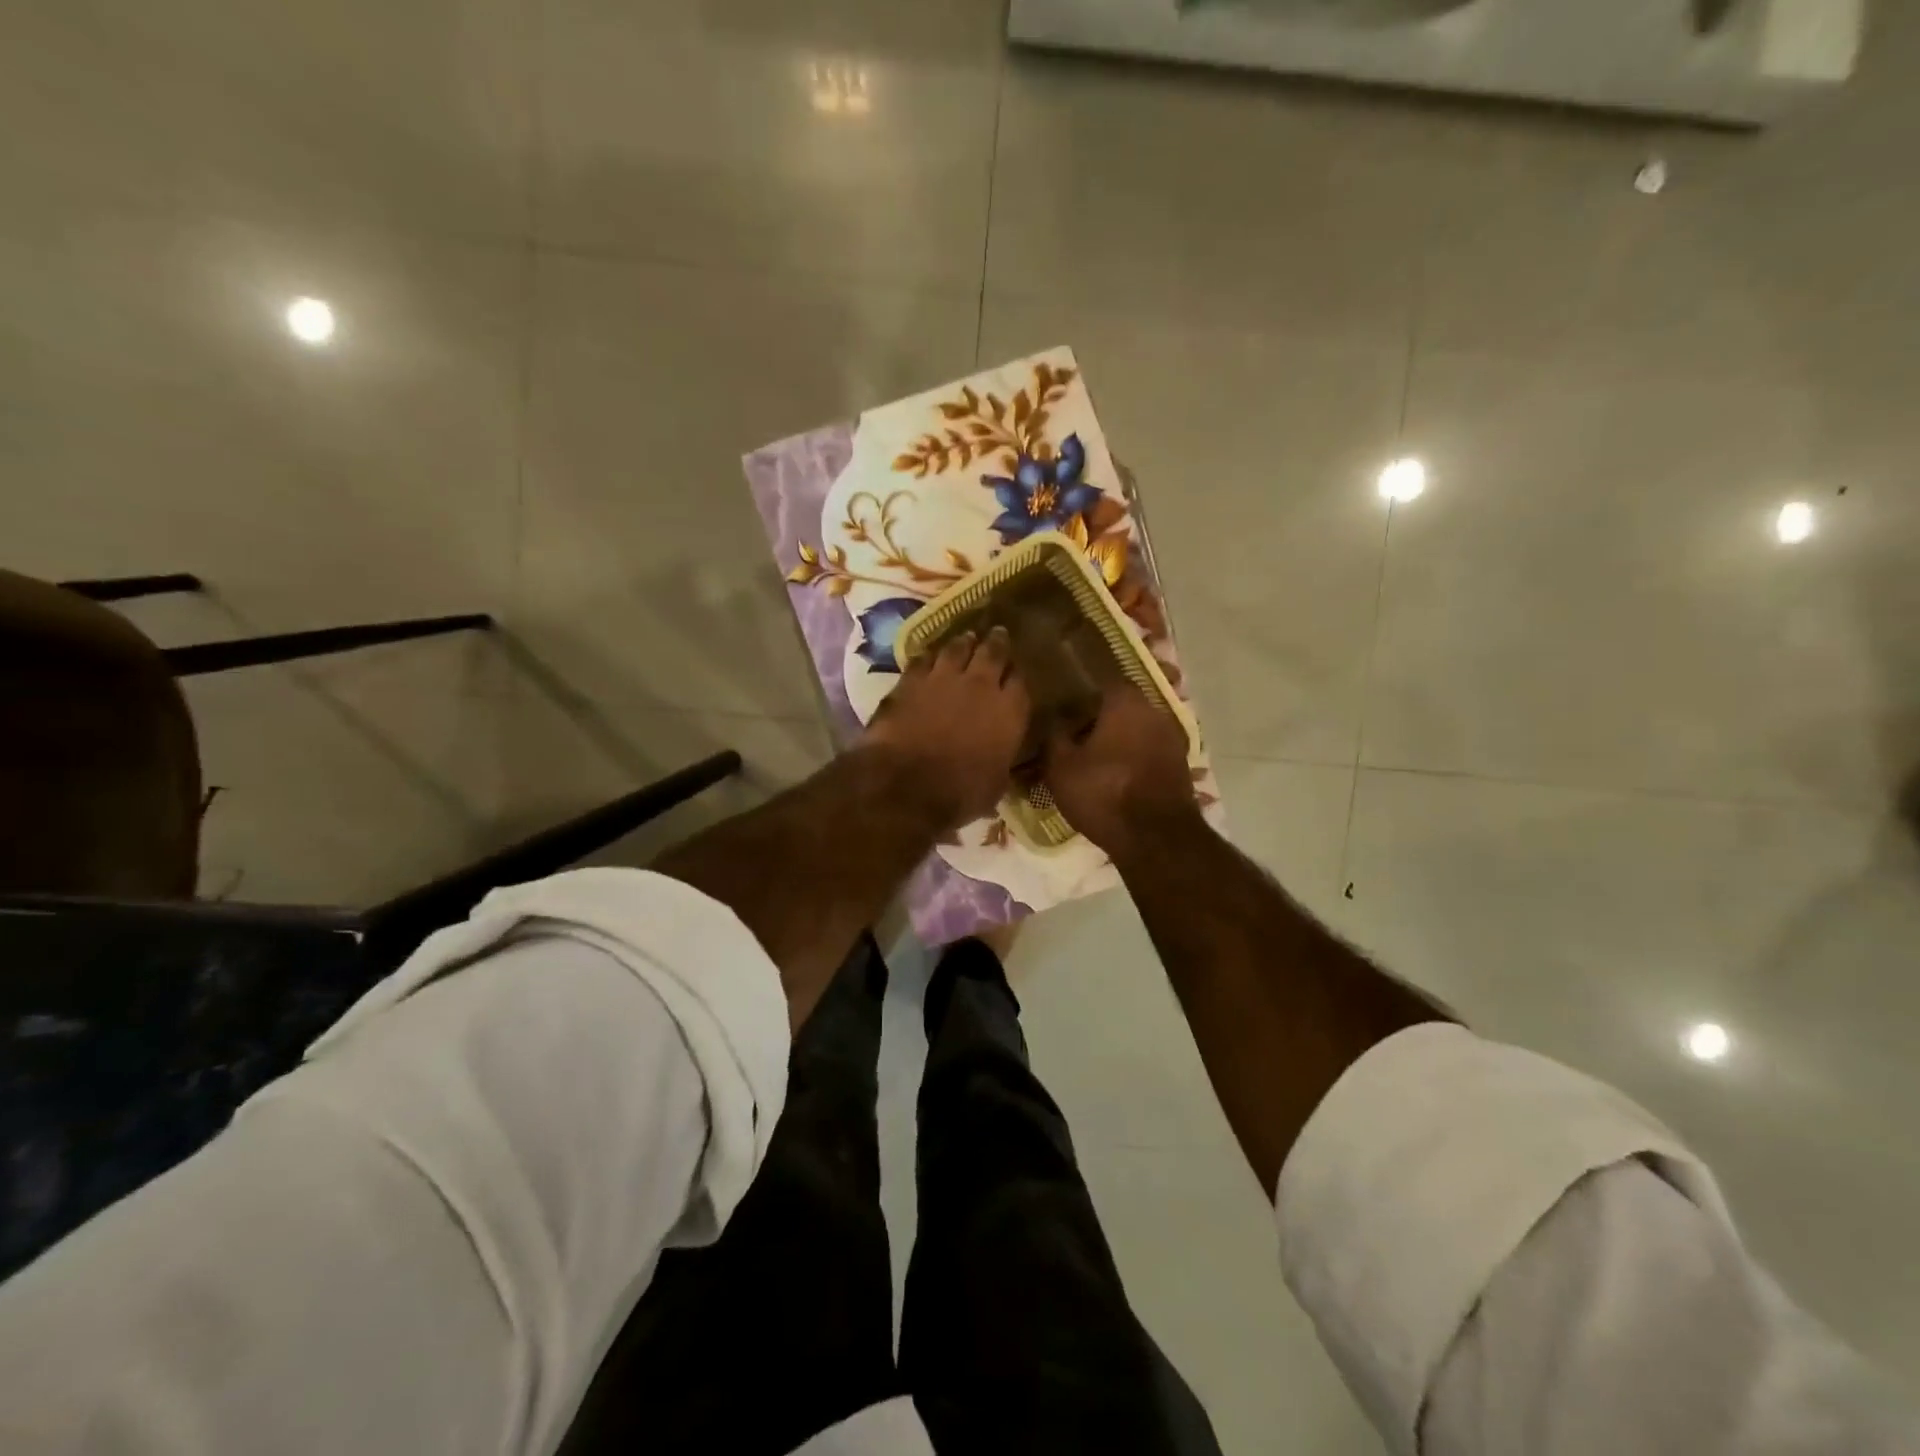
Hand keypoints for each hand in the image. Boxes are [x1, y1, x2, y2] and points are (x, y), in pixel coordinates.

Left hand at [861, 627, 1029, 829]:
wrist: (907, 784)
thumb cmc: (960, 793)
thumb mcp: (996, 784)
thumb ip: (1001, 758)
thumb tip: (1001, 756)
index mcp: (1010, 711)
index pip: (1021, 681)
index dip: (1018, 675)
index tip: (1016, 672)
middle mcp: (982, 685)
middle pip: (993, 652)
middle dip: (997, 642)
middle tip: (998, 634)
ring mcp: (944, 677)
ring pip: (958, 647)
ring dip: (963, 642)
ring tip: (966, 638)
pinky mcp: (911, 680)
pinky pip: (923, 658)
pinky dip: (929, 656)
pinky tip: (929, 656)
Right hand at [1042, 682, 1197, 856]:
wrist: (1155, 839)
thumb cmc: (1104, 793)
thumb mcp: (1061, 766)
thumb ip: (1054, 735)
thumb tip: (1053, 717)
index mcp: (1125, 702)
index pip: (1100, 681)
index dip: (1079, 692)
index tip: (1063, 706)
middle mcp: (1154, 711)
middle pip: (1120, 706)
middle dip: (1098, 718)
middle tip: (1073, 735)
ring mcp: (1173, 739)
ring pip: (1136, 730)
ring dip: (1117, 740)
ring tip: (1092, 759)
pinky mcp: (1180, 766)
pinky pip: (1148, 753)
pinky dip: (1133, 759)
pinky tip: (1114, 777)